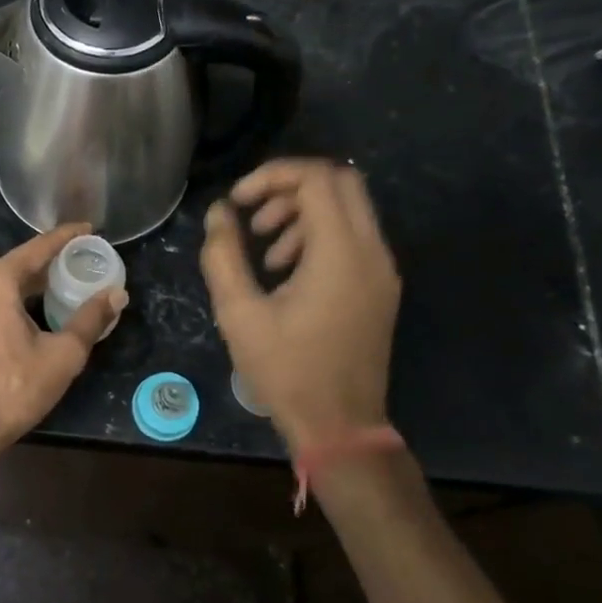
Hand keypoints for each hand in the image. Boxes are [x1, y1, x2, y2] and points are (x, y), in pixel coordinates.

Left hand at [0, 224, 126, 458]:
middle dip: (45, 269)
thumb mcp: (61, 356)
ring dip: (21, 291)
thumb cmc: (11, 389)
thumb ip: (90, 319)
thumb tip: (116, 293)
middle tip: (75, 269)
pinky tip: (15, 325)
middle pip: (14, 268)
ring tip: (49, 297)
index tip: (87, 228)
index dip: (65, 237)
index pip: (37, 249)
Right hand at [200, 158, 400, 454]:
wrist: (340, 426)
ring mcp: (382, 269)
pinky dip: (320, 236)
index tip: (236, 201)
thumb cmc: (286, 370)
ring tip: (265, 249)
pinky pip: (354, 237)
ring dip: (304, 213)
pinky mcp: (381, 287)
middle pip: (340, 181)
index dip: (271, 176)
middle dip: (290, 188)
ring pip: (349, 208)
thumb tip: (219, 213)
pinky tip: (286, 271)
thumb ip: (223, 255)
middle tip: (253, 216)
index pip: (316, 178)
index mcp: (340, 253)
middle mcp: (372, 251)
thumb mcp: (239, 313)